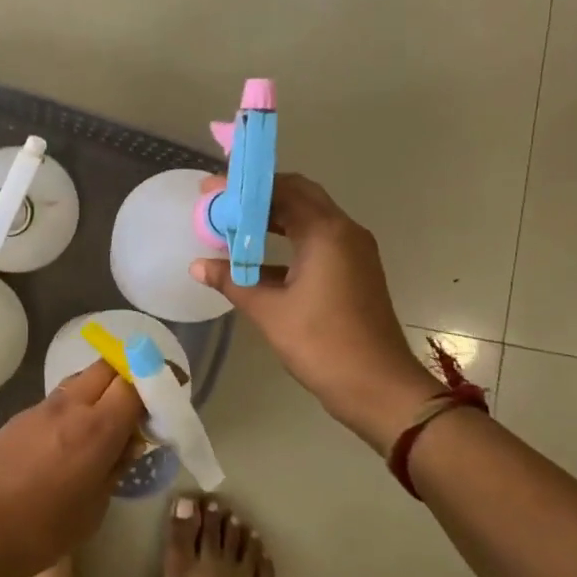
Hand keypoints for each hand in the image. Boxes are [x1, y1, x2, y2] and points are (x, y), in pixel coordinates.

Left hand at [0, 359, 146, 576]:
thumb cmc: (41, 530)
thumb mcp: (94, 508)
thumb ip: (115, 468)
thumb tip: (128, 442)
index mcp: (96, 428)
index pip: (134, 383)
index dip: (156, 379)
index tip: (172, 383)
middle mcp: (70, 406)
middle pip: (107, 366)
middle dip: (129, 373)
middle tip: (141, 399)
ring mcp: (41, 408)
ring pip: (80, 379)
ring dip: (101, 387)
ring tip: (108, 417)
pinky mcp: (20, 417)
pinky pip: (59, 398)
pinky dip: (76, 403)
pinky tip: (74, 435)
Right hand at [193, 173, 441, 451]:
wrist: (379, 388)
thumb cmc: (322, 344)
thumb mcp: (268, 311)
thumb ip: (231, 281)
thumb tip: (197, 265)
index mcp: (325, 232)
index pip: (280, 189)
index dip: (242, 188)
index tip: (209, 191)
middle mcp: (344, 231)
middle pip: (298, 195)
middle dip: (258, 196)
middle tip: (221, 203)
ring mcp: (354, 251)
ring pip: (309, 217)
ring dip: (273, 216)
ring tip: (234, 224)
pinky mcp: (355, 270)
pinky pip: (317, 239)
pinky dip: (288, 238)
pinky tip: (258, 257)